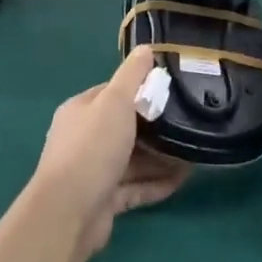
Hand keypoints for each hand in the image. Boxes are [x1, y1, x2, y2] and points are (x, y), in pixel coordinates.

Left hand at [31, 45, 191, 255]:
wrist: (69, 213)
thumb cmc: (92, 148)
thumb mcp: (115, 102)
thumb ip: (132, 75)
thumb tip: (145, 49)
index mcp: (81, 111)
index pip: (112, 93)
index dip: (139, 90)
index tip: (169, 91)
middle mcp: (83, 140)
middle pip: (124, 128)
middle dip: (155, 127)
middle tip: (187, 123)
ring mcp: (92, 172)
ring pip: (132, 159)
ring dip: (160, 158)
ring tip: (193, 153)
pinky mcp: (103, 201)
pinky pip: (135, 187)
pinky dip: (156, 183)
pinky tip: (182, 180)